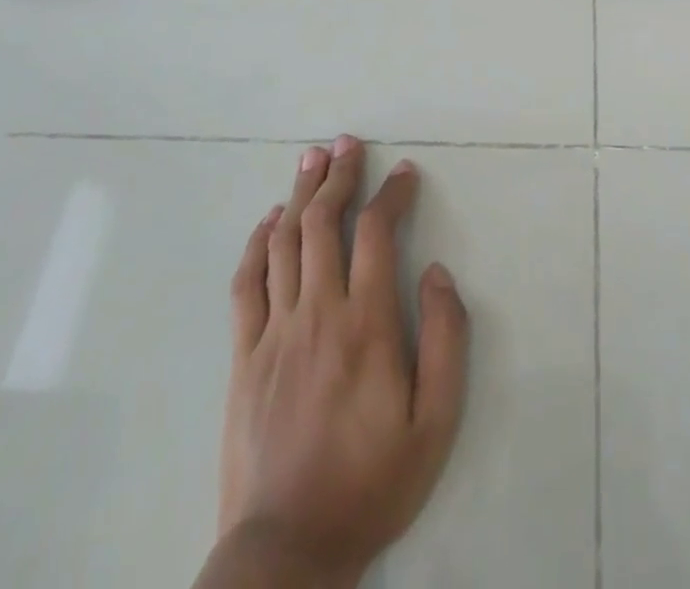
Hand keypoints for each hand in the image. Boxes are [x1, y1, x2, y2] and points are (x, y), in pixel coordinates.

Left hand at [217, 136, 469, 588]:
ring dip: (301, 194)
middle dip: (339, 175)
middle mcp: (318, 312)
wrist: (287, 550)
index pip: (376, 233)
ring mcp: (274, 332)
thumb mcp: (435, 421)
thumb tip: (435, 272)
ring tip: (312, 158)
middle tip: (347, 142)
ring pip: (286, 243)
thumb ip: (445, 339)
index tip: (404, 172)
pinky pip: (247, 284)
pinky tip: (270, 220)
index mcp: (366, 323)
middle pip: (325, 223)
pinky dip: (258, 243)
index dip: (391, 194)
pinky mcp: (244, 356)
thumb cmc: (372, 482)